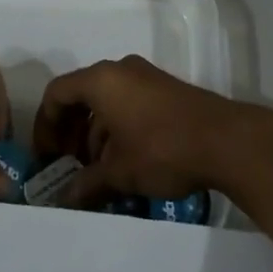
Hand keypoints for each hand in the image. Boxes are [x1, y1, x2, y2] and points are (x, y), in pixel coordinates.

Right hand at [31, 54, 248, 207]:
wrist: (227, 141)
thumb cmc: (162, 149)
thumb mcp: (119, 172)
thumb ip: (86, 184)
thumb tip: (63, 201)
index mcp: (101, 80)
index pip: (57, 94)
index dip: (46, 126)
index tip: (46, 158)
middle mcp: (120, 70)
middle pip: (81, 96)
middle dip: (71, 133)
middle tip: (68, 167)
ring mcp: (146, 78)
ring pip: (107, 103)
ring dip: (95, 136)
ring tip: (97, 173)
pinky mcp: (165, 91)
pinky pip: (128, 105)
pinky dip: (118, 130)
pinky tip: (125, 164)